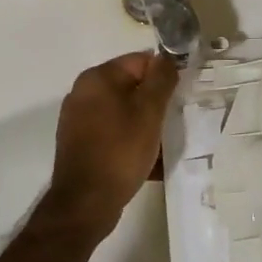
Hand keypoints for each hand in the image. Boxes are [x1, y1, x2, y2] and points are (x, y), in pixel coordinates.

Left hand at [42, 52, 177, 238]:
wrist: (86, 203)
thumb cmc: (121, 150)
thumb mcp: (149, 111)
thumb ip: (161, 79)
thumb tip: (167, 58)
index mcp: (98, 78)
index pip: (141, 61)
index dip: (165, 75)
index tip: (182, 96)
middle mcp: (83, 93)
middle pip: (132, 87)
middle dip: (156, 102)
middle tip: (176, 119)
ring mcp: (79, 120)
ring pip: (125, 112)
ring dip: (146, 124)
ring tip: (165, 142)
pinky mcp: (81, 143)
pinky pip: (115, 133)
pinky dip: (132, 140)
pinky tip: (149, 159)